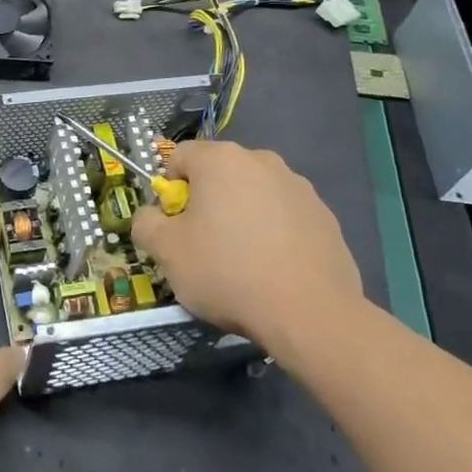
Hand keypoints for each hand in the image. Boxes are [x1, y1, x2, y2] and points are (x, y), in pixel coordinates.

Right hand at [133, 139, 361, 350]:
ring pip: (255, 194)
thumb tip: (150, 215)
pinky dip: (275, 233)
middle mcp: (261, 160)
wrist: (310, 314)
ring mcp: (298, 186)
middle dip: (208, 201)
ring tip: (244, 262)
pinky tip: (275, 270)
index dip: (170, 189)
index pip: (180, 157)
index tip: (175, 225)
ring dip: (243, 215)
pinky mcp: (325, 216)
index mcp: (220, 159)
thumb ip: (146, 224)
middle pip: (220, 173)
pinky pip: (286, 216)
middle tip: (205, 244)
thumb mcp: (167, 252)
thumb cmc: (228, 272)